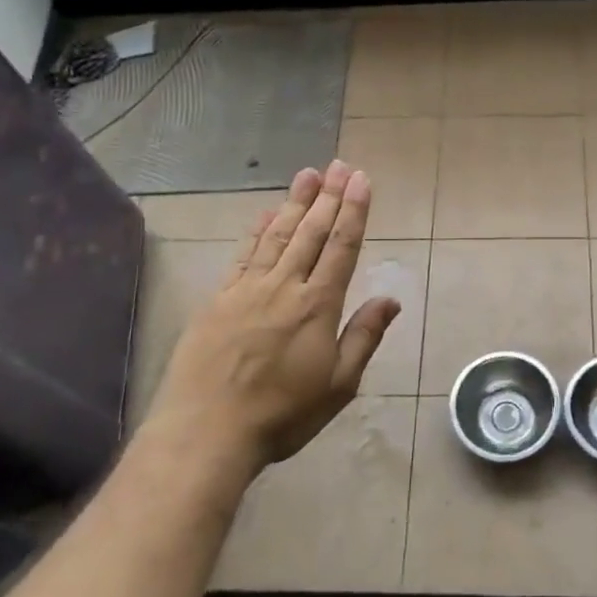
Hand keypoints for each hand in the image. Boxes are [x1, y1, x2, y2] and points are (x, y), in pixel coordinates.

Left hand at [146, 160, 399, 474]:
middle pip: (311, 232)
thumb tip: (391, 299)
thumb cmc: (282, 414)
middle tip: (338, 165)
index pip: (341, 247)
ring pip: (277, 235)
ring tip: (308, 174)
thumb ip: (364, 337)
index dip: (353, 211)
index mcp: (317, 305)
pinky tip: (265, 213)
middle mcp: (284, 286)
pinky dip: (256, 229)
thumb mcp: (338, 385)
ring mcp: (247, 289)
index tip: (360, 179)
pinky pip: (243, 254)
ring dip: (295, 202)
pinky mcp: (218, 299)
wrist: (205, 431)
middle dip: (328, 196)